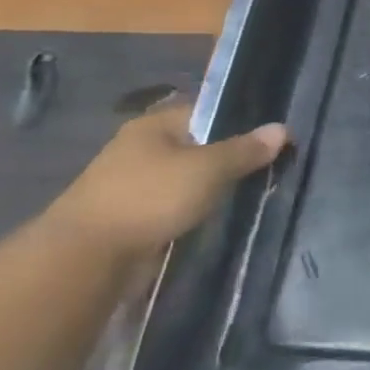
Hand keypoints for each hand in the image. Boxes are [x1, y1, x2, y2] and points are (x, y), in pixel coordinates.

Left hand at [44, 103, 288, 260]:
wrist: (86, 258)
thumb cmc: (150, 198)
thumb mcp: (208, 169)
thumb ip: (246, 149)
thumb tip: (282, 128)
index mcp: (154, 126)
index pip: (207, 111)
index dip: (241, 120)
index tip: (273, 137)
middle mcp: (141, 148)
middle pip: (199, 145)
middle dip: (231, 156)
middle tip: (271, 166)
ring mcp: (133, 183)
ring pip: (188, 177)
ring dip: (214, 186)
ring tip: (253, 192)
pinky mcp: (133, 215)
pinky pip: (176, 203)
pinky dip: (197, 208)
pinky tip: (221, 216)